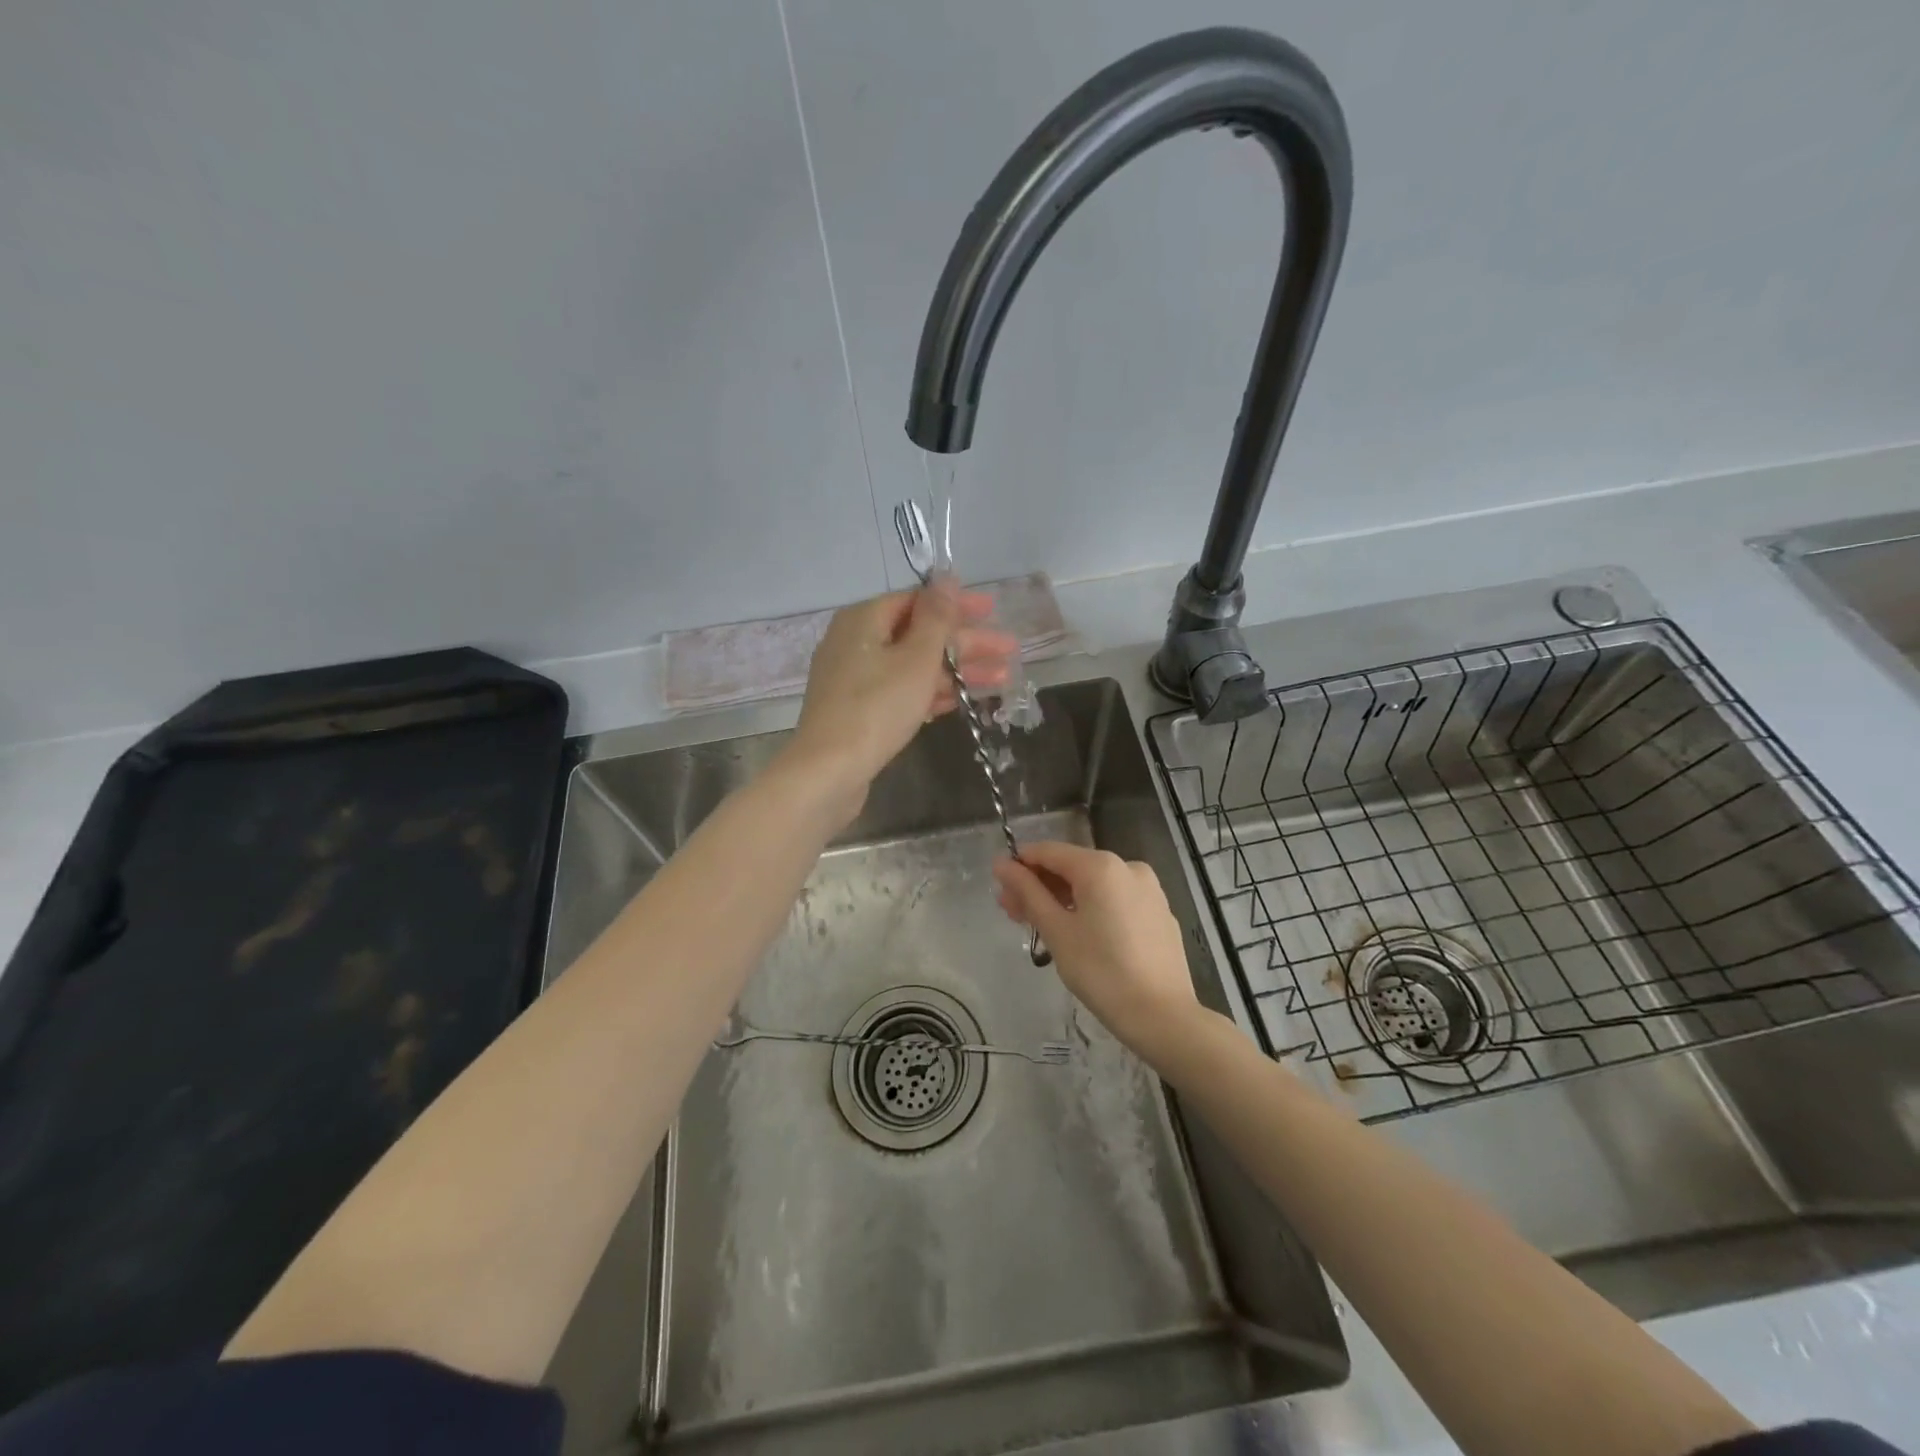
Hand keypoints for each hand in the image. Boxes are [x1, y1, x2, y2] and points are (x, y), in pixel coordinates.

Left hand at [789, 578, 1017, 819]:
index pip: (917, 600)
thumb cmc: (876, 708)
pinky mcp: (858, 710)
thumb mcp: (915, 659)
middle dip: (966, 643)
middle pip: (918, 634)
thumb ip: (936, 618)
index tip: (993, 610)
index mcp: (864, 619)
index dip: (957, 605)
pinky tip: (961, 701)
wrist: (828, 771)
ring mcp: (854, 678)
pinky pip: (901, 691)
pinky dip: (930, 693)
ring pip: (913, 665)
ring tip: (1000, 680)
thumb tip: (947, 578)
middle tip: (1008, 651)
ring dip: (956, 671)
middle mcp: (855, 642)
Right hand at [992, 841, 1201, 1064]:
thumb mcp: (1056, 930)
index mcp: (1100, 866)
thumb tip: (1002, 864)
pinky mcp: (1159, 913)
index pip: (1048, 852)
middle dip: (1040, 887)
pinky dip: (1092, 909)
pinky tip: (1080, 935)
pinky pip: (1116, 900)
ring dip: (1064, 899)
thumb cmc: (1101, 971)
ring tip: (1041, 927)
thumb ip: (1028, 892)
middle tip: (1013, 914)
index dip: (1019, 866)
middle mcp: (1128, 866)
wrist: (1162, 1016)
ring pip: (1095, 885)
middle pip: (1072, 867)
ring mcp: (1149, 889)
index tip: (1000, 888)